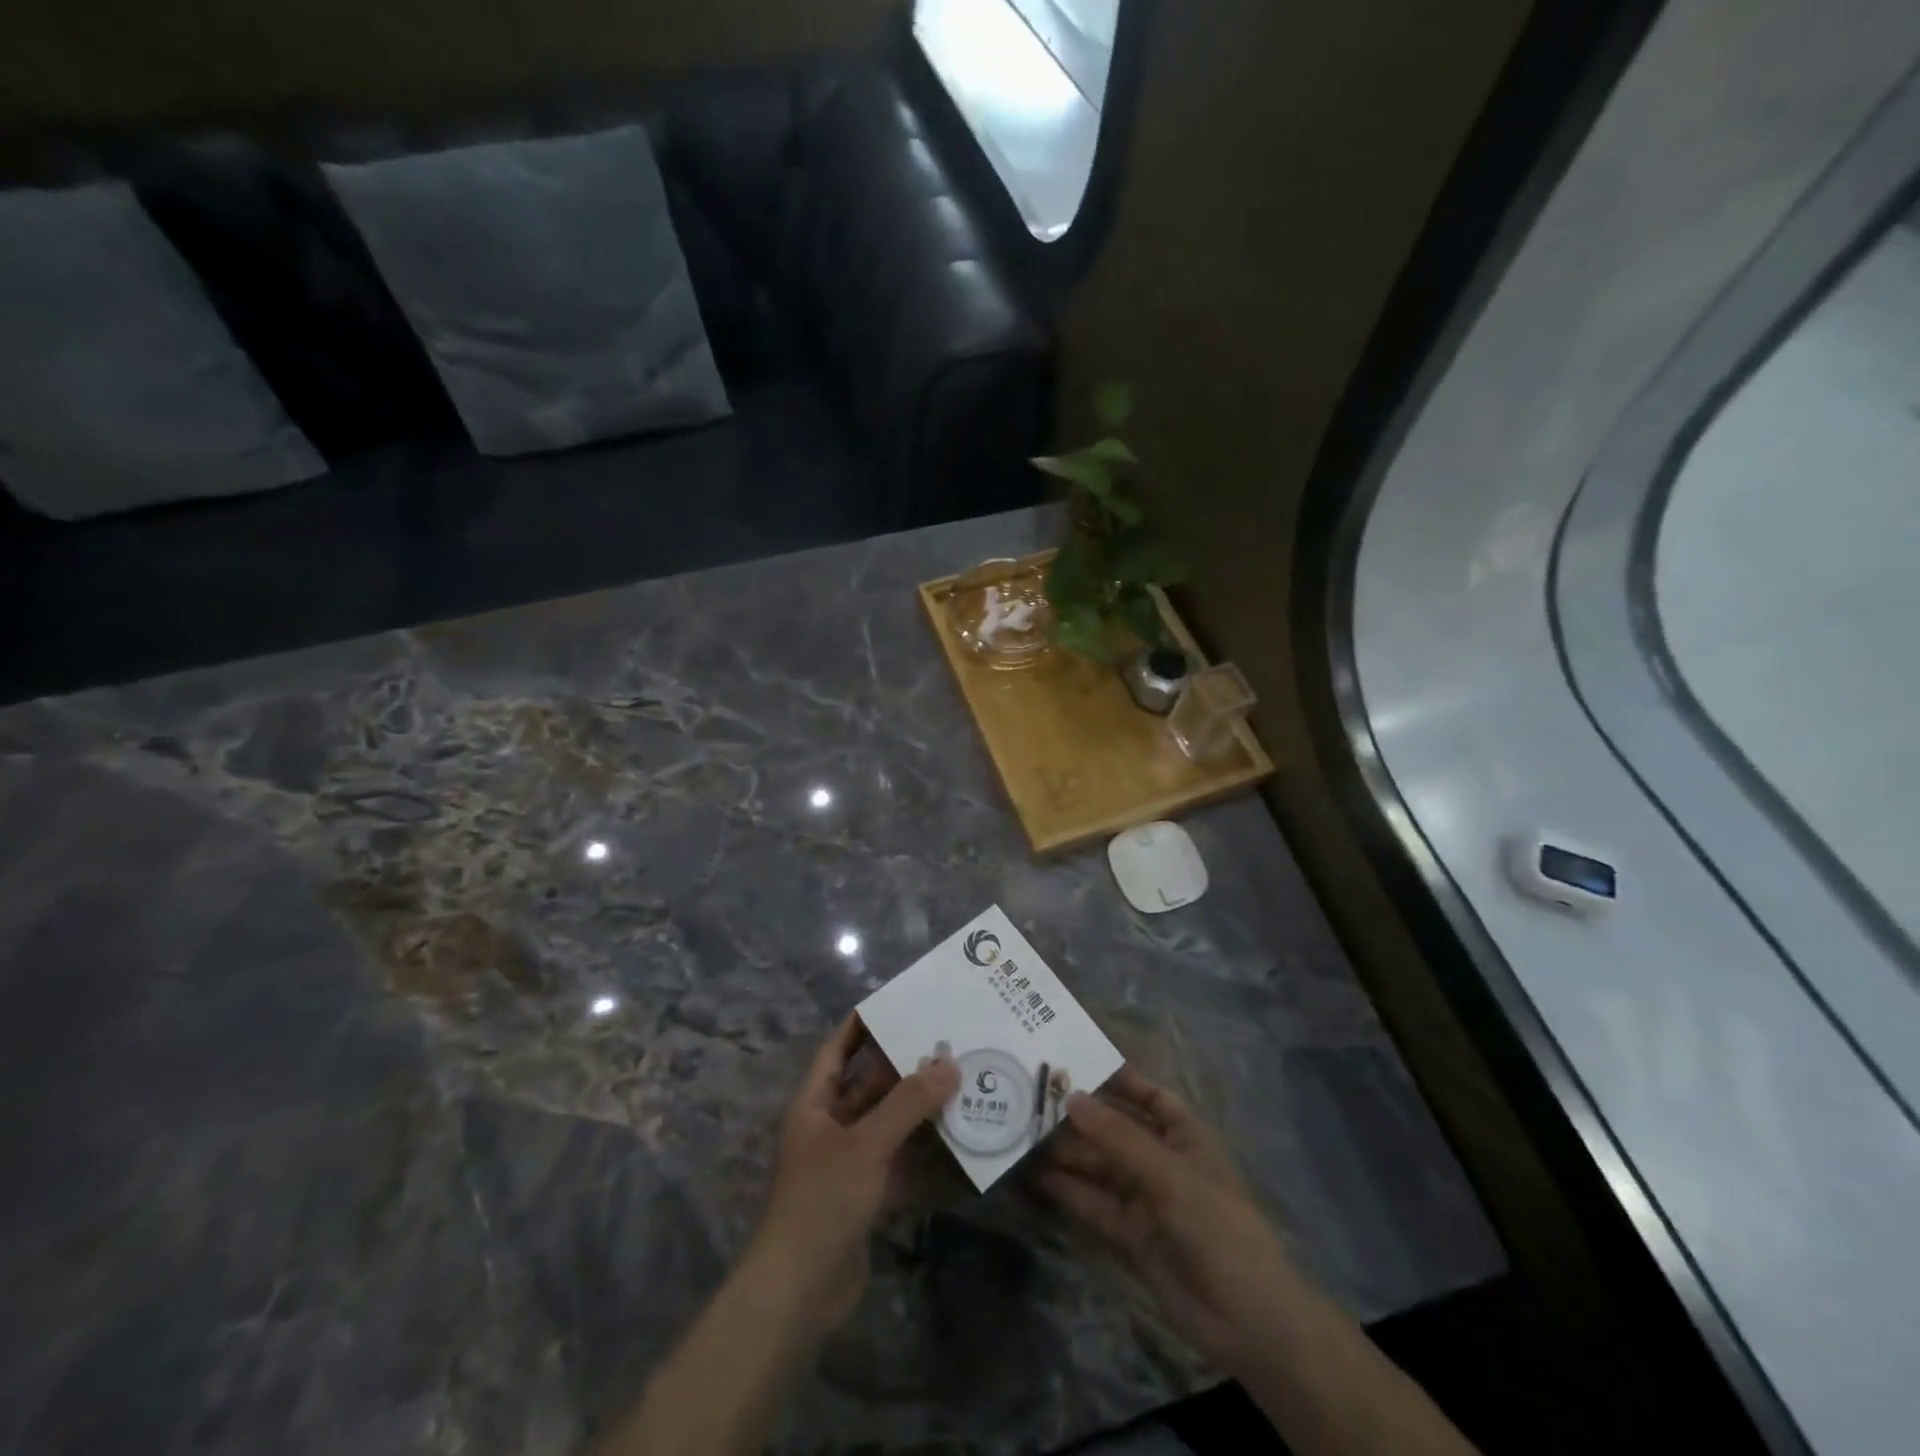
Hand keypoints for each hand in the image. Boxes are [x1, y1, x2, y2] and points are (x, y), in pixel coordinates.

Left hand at [747, 1016, 957, 1336]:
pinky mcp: (866, 1196)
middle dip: (905, 1067)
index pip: (838, 1048)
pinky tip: (959, 1142)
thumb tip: (948, 1063)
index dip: (863, 1024)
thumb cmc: (822, 1200)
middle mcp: (830, 1126)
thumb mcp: (867, 1143)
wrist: (798, 1293)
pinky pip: (900, 1162)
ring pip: (889, 1124)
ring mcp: (849, 1163)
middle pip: (870, 1085)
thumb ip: (908, 1103)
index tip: (899, 1003)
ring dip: (920, 1110)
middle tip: (948, 1043)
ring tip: (962, 1083)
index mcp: (815, 1103)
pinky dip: (925, 1154)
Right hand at [1039, 1067, 1302, 1375]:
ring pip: (1099, 1165)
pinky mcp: (1129, 1234)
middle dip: (1079, 1116)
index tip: (1075, 1060)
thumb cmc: (1217, 1226)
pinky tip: (1034, 1176)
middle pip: (1115, 1129)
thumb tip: (1071, 1097)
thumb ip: (1117, 1137)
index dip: (1117, 1078)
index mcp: (1184, 1135)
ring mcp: (1145, 1198)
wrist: (1247, 1321)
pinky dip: (1067, 1190)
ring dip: (1066, 1153)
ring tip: (1022, 1133)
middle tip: (1031, 1097)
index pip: (1148, 1095)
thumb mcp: (1168, 1174)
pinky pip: (1093, 1203)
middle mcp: (1162, 1160)